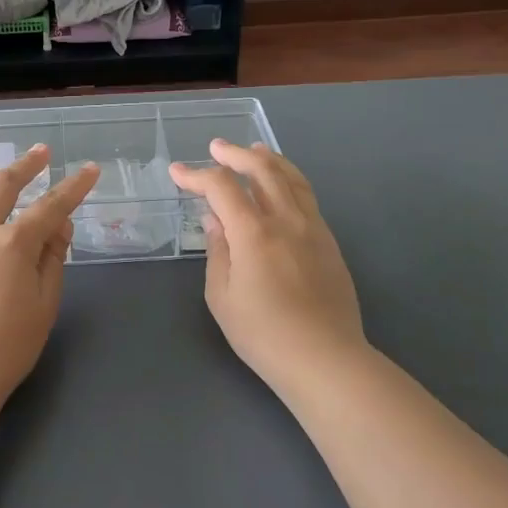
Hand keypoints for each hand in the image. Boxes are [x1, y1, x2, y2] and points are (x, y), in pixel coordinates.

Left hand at [0, 146, 100, 411]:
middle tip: (40, 153)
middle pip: (3, 187)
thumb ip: (51, 260)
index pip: (50, 206)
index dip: (74, 187)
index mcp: (12, 244)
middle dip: (26, 166)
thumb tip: (58, 226)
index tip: (89, 170)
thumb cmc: (4, 348)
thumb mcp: (43, 306)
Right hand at [170, 141, 367, 393]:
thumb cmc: (264, 334)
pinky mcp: (329, 242)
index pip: (222, 187)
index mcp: (254, 232)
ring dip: (269, 159)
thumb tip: (215, 220)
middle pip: (262, 168)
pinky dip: (289, 179)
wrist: (326, 359)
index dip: (196, 175)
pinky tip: (282, 186)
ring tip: (255, 149)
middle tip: (216, 147)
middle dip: (235, 154)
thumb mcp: (222, 297)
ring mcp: (313, 228)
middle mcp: (286, 219)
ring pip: (291, 177)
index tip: (178, 173)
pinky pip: (307, 196)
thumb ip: (217, 251)